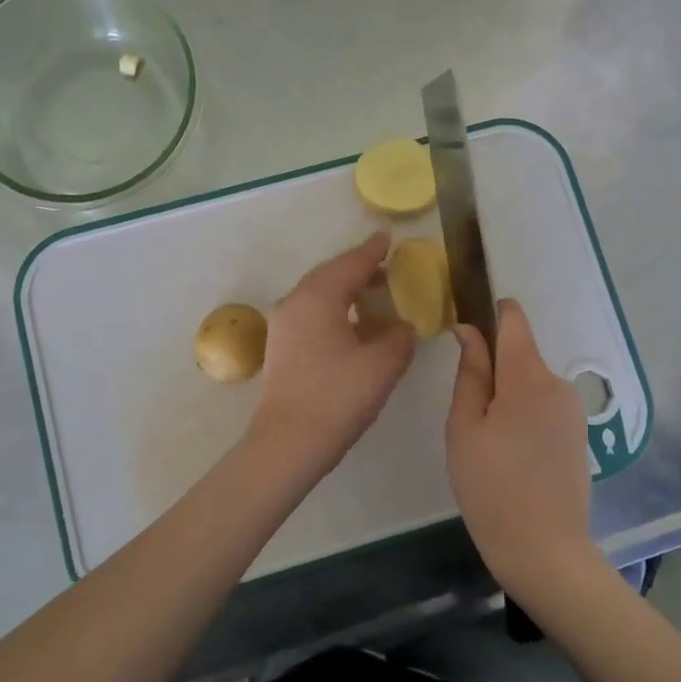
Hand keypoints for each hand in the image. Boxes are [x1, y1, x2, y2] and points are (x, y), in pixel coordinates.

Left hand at [249, 232, 415, 487]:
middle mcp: (294, 302)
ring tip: (374, 295)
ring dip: (346, 292)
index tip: (388, 239)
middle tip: (386, 267)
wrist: (288, 442)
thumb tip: (400, 325)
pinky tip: (354, 326)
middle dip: (358, 270)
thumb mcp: (382, 364)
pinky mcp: (281, 347)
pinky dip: (335, 311)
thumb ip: (398, 336)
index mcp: (317, 296)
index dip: (372, 251)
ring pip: (318, 295)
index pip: (350, 264)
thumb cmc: (338, 397)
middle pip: (330, 275)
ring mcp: (283, 325)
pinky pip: (311, 314)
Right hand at [447, 298, 605, 603]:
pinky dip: (521, 413)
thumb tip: (470, 330)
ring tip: (484, 440)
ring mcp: (573, 410)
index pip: (513, 320)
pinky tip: (509, 453)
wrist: (545, 552)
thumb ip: (471, 373)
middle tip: (465, 414)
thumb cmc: (491, 488)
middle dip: (491, 368)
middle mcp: (558, 383)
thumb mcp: (465, 428)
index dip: (490, 313)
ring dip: (505, 395)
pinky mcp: (578, 433)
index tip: (465, 327)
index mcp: (528, 376)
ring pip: (529, 381)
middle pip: (520, 354)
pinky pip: (543, 404)